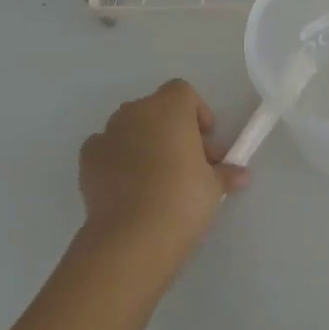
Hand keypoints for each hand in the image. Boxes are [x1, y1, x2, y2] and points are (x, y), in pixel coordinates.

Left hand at [77, 80, 247, 268]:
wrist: (132, 236)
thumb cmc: (183, 199)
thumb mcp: (214, 186)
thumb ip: (226, 173)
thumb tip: (241, 175)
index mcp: (170, 107)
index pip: (183, 93)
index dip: (196, 113)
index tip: (205, 142)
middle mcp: (136, 112)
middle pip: (156, 109)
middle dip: (172, 130)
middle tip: (186, 163)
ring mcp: (107, 133)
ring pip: (130, 128)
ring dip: (144, 143)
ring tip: (156, 178)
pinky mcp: (87, 159)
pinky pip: (107, 148)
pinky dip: (117, 159)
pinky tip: (128, 187)